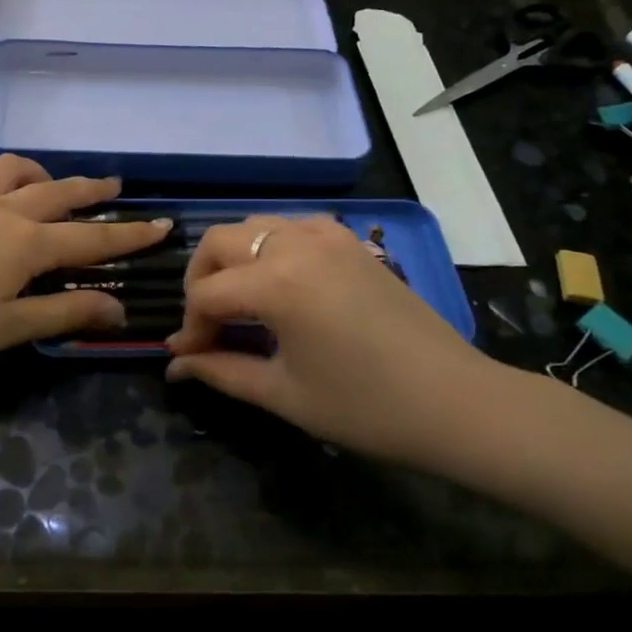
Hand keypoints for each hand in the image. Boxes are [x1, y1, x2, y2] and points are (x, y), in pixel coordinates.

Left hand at [0, 155, 170, 372]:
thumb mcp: (5, 329)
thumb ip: (63, 316)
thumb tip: (118, 309)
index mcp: (25, 244)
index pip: (91, 237)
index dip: (130, 235)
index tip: (162, 225)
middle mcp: (0, 209)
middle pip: (56, 192)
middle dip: (90, 189)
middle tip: (114, 183)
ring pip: (9, 171)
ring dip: (37, 173)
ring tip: (46, 180)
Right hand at [165, 216, 507, 466]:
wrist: (456, 403)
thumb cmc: (365, 407)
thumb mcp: (283, 394)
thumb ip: (221, 371)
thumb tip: (175, 364)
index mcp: (276, 282)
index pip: (206, 294)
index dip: (191, 327)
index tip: (191, 358)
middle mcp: (296, 244)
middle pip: (220, 241)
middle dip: (200, 280)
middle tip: (207, 324)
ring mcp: (329, 236)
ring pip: (256, 225)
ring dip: (235, 257)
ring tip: (239, 301)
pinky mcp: (353, 243)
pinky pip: (295, 226)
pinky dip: (273, 245)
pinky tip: (282, 281)